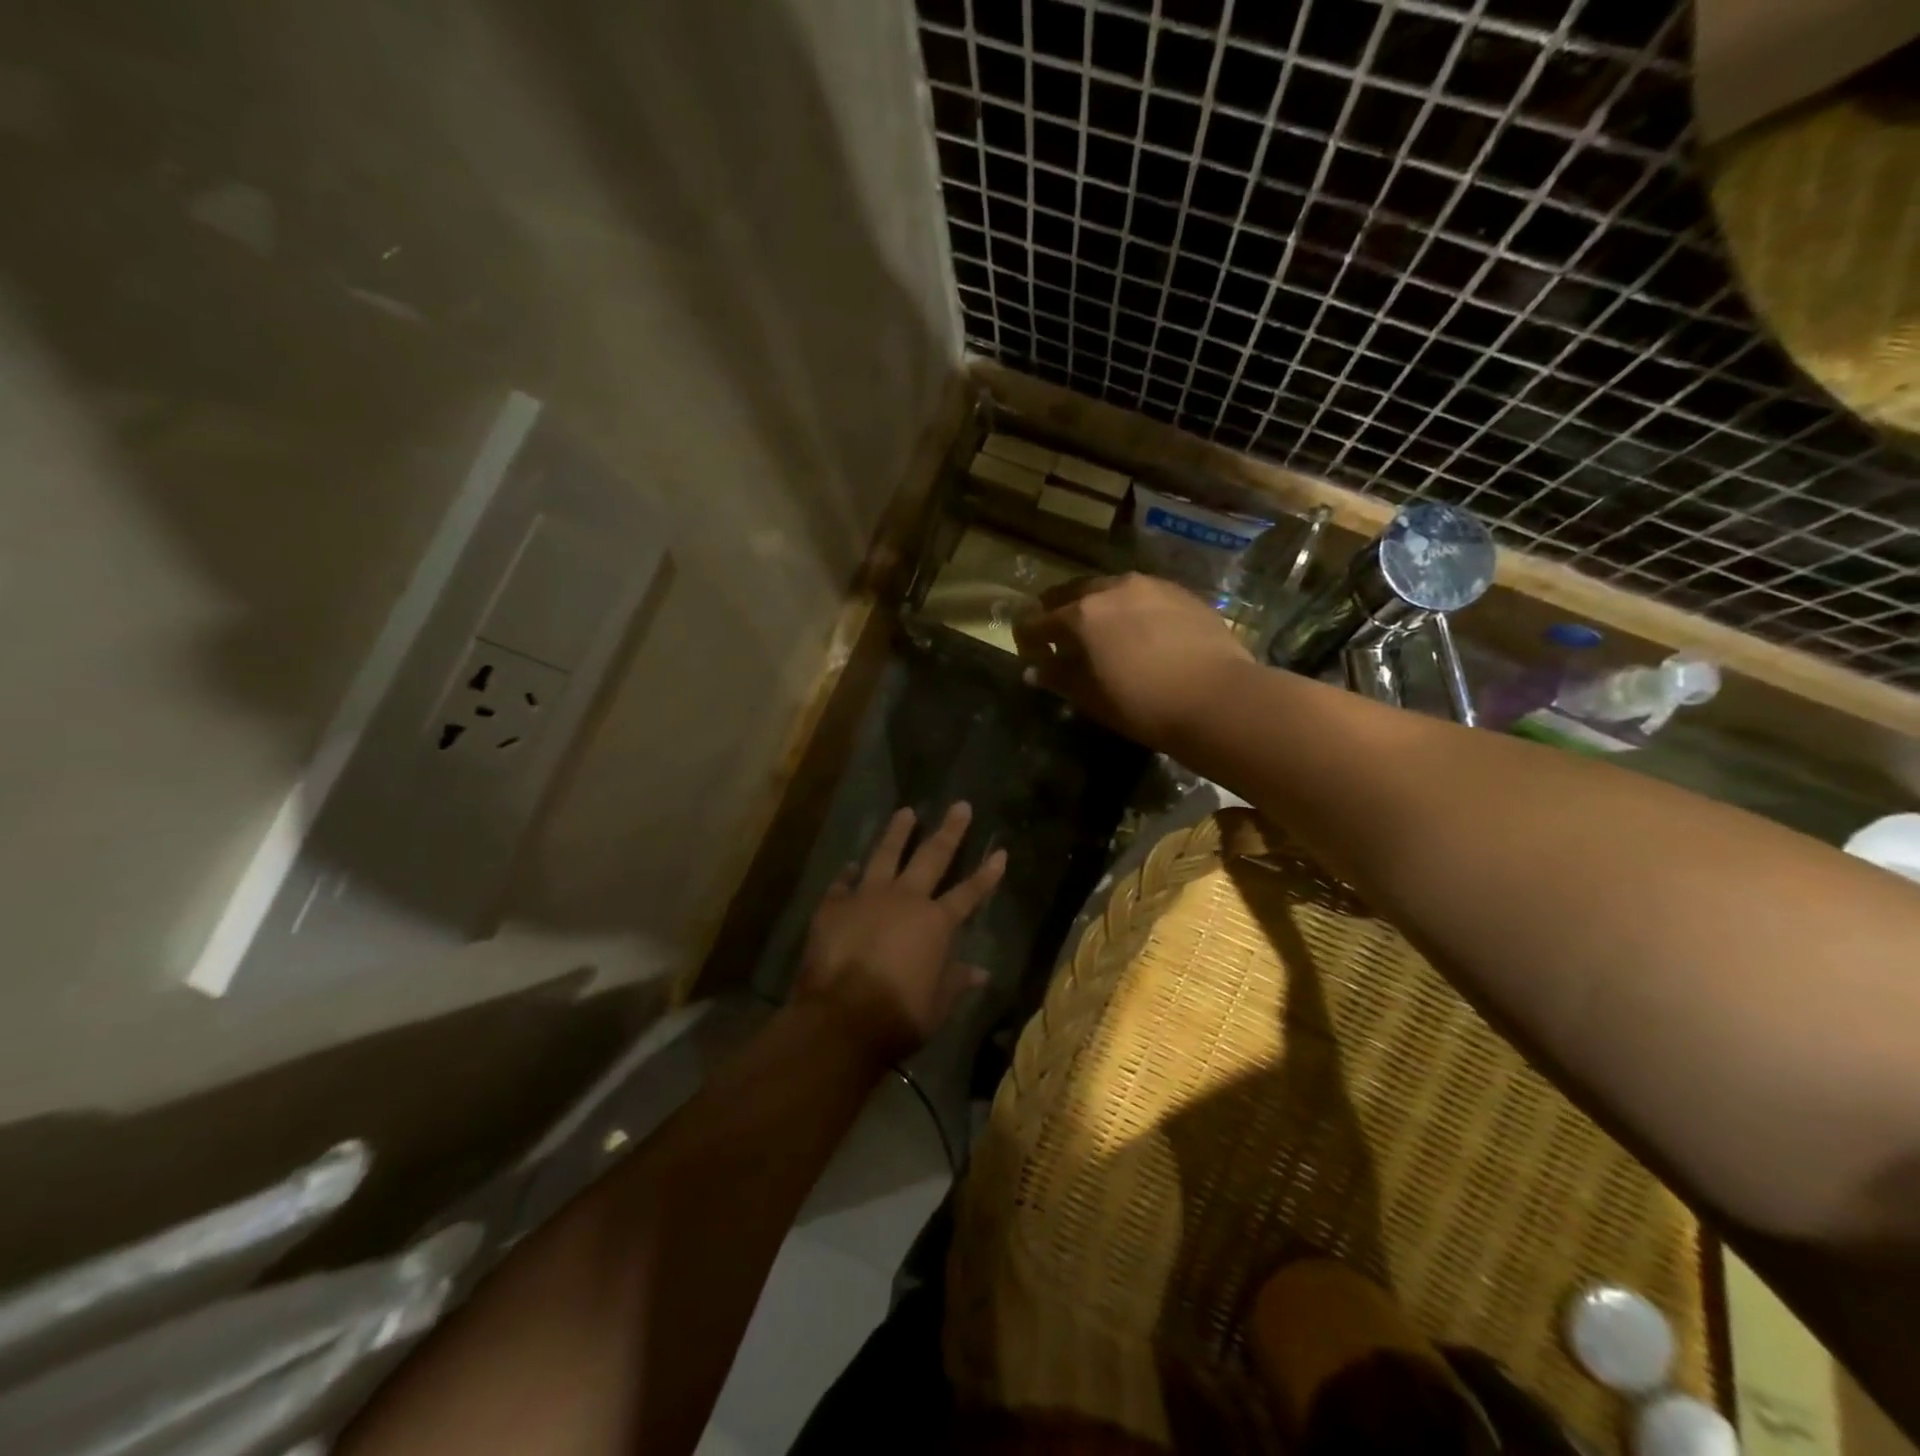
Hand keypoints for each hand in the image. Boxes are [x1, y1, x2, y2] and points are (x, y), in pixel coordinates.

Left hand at [796, 802, 1006, 1068]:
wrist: (841, 1018)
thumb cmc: (898, 1016)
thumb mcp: (937, 1006)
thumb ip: (956, 982)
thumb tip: (981, 972)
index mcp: (936, 923)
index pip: (969, 893)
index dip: (987, 873)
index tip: (1000, 852)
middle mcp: (905, 899)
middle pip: (932, 856)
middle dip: (949, 830)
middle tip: (959, 805)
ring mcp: (867, 897)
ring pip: (885, 855)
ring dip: (897, 833)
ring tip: (905, 812)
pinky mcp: (834, 906)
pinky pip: (843, 883)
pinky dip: (848, 874)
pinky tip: (850, 865)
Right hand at [1012, 573, 1252, 748]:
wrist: (1217, 697)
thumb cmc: (1143, 704)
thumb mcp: (1092, 697)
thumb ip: (1059, 678)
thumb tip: (1034, 670)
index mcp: (1082, 614)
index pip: (1039, 621)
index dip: (1028, 636)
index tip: (1027, 650)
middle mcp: (1112, 589)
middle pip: (1073, 593)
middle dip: (1059, 611)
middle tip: (1058, 633)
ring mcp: (1151, 586)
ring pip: (1111, 589)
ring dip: (1098, 605)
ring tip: (1101, 628)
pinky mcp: (1182, 593)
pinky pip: (1144, 595)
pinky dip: (1131, 608)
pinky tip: (1140, 628)